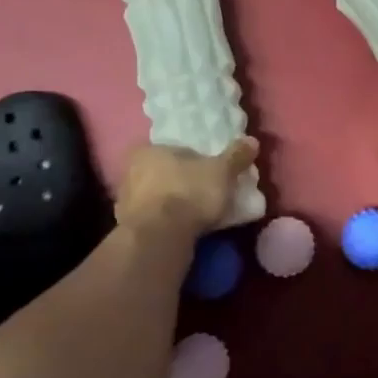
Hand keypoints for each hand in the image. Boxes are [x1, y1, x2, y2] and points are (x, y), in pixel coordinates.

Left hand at [115, 138, 257, 235]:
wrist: (160, 237)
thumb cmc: (189, 192)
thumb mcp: (222, 171)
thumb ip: (236, 156)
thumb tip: (252, 140)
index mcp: (148, 150)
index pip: (172, 149)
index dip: (191, 159)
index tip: (208, 171)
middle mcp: (130, 172)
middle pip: (162, 173)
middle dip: (181, 181)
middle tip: (204, 192)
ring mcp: (125, 202)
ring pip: (155, 197)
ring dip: (171, 204)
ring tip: (196, 214)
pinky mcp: (127, 229)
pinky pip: (152, 220)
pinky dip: (165, 223)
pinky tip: (182, 230)